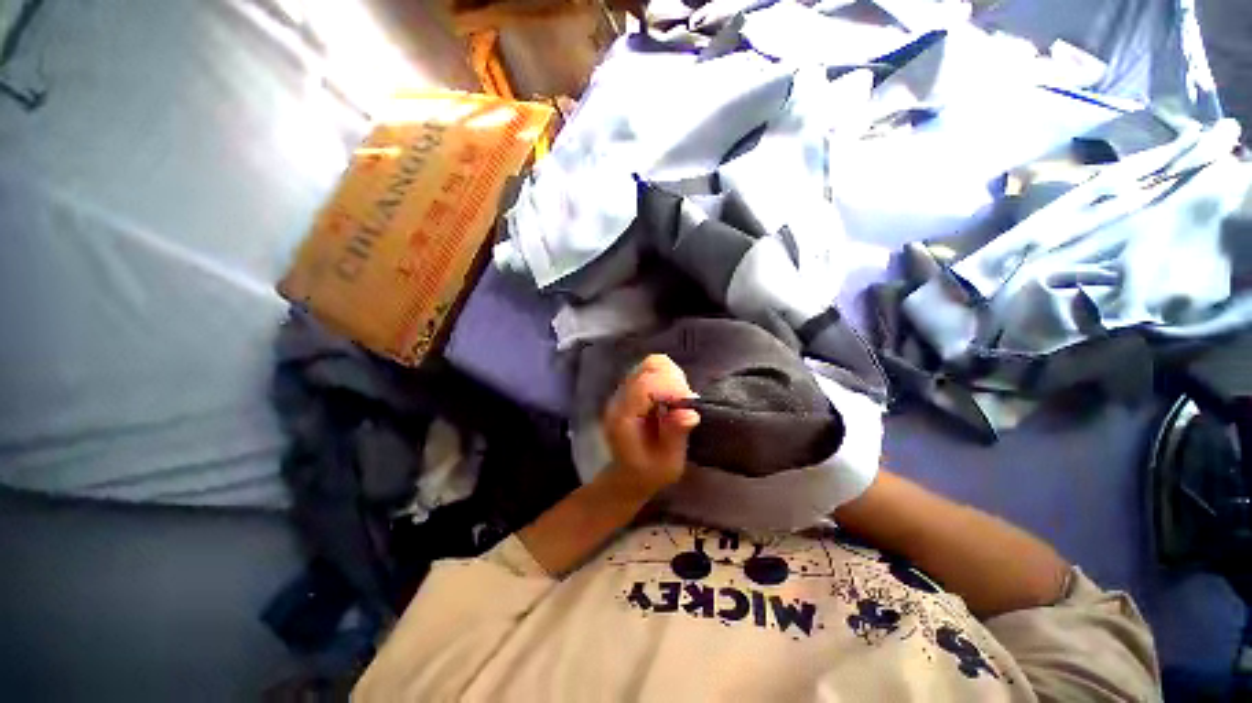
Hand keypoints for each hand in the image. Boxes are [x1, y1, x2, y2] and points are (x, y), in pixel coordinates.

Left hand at [603, 354, 700, 497]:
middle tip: (685, 401)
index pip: (645, 387)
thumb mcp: (668, 464)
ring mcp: (625, 391)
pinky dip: (668, 378)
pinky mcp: (633, 388)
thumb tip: (691, 412)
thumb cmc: (649, 474)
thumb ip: (675, 436)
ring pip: (651, 364)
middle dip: (674, 379)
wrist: (628, 475)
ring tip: (680, 399)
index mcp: (624, 418)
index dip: (671, 388)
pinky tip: (672, 398)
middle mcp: (620, 398)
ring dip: (672, 376)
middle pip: (649, 367)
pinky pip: (652, 370)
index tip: (690, 401)